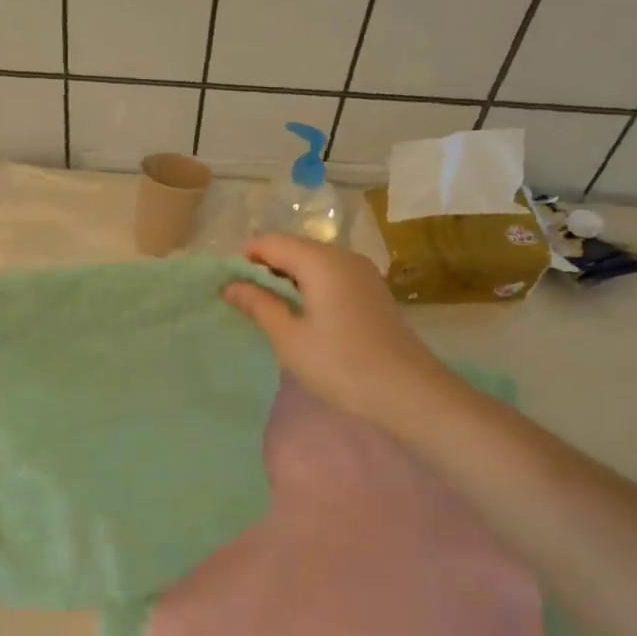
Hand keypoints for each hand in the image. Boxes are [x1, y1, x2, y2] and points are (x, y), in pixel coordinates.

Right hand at [224, 234, 454, 427]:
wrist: (409, 393)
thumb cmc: (341, 365)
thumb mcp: (289, 337)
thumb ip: (258, 305)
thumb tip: (230, 285)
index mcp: (320, 260)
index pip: (269, 242)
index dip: (243, 260)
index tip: (227, 288)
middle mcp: (343, 256)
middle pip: (292, 249)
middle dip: (264, 270)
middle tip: (244, 304)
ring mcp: (362, 273)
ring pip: (312, 264)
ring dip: (286, 281)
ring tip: (269, 313)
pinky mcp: (371, 292)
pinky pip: (330, 277)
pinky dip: (308, 289)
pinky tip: (302, 318)